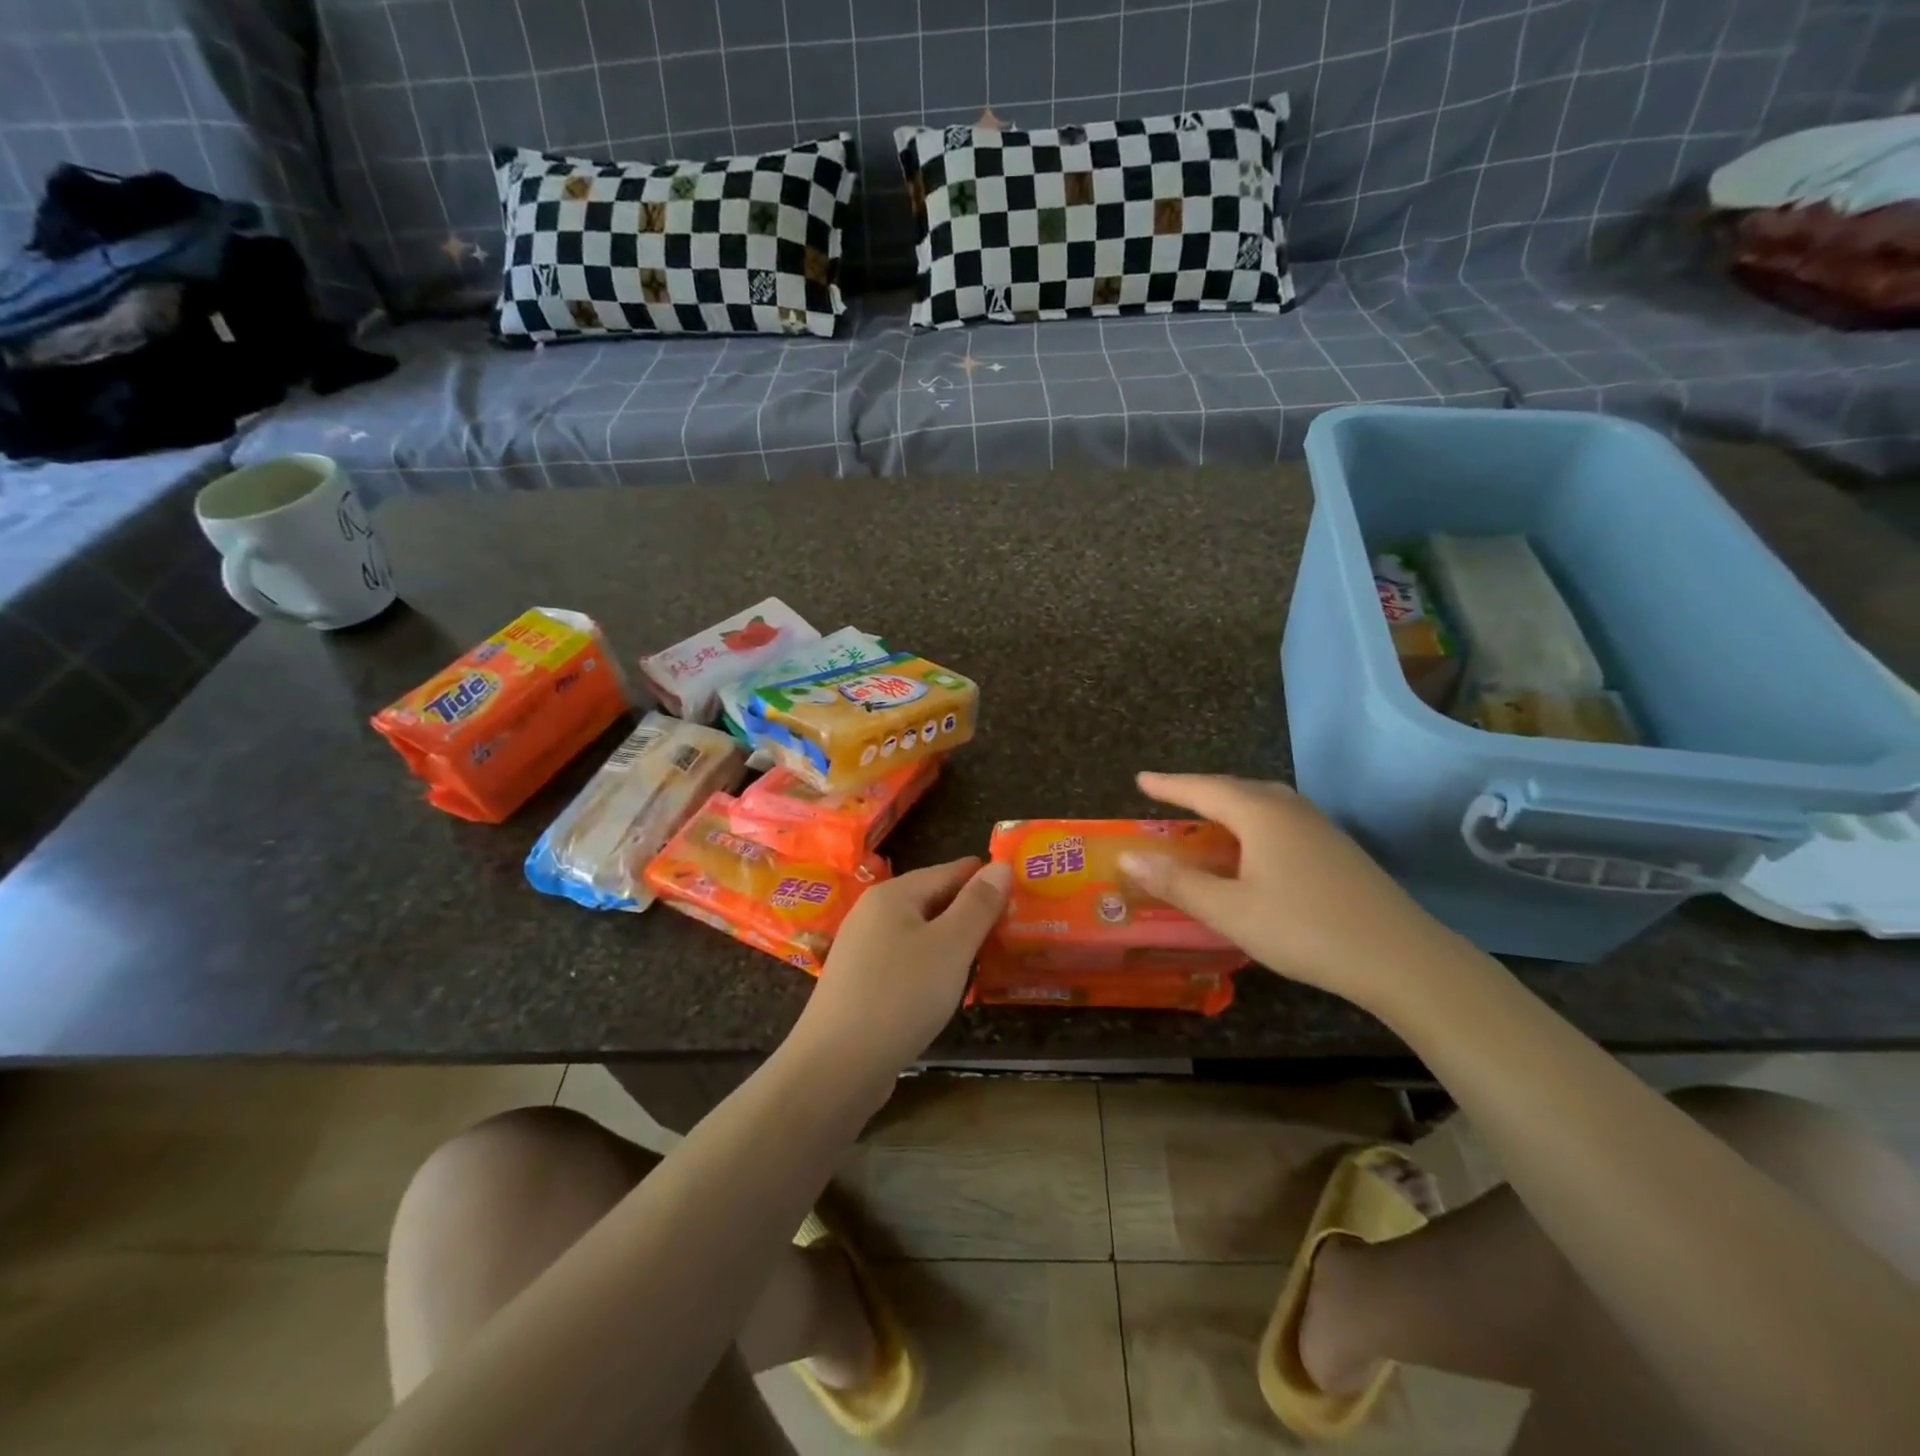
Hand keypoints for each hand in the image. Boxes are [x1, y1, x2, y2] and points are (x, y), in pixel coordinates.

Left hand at [793, 857, 1012, 1083]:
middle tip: (1013, 925)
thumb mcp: (950, 946)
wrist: (835, 1067)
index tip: (1021, 888)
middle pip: (931, 900)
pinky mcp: (859, 983)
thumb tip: (1000, 864)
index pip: (948, 871)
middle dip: (970, 910)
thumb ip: (977, 905)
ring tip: (990, 954)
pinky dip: (932, 965)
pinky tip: (949, 985)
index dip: (984, 878)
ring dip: (953, 940)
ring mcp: (861, 949)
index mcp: (892, 894)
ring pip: (918, 932)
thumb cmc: (900, 996)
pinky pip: (905, 960)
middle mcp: (872, 913)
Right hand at [1118, 773, 1454, 1012]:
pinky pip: (1281, 819)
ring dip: (1229, 804)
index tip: (1140, 780)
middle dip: (1199, 790)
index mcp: (1260, 814)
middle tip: (1169, 796)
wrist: (1401, 958)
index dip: (1168, 785)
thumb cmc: (1305, 929)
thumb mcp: (1230, 911)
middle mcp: (1289, 809)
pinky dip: (1253, 821)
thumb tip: (1128, 856)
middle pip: (1235, 788)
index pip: (1203, 789)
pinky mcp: (1337, 848)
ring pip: (1263, 802)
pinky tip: (1254, 846)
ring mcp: (1319, 827)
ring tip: (1207, 816)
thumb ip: (1177, 883)